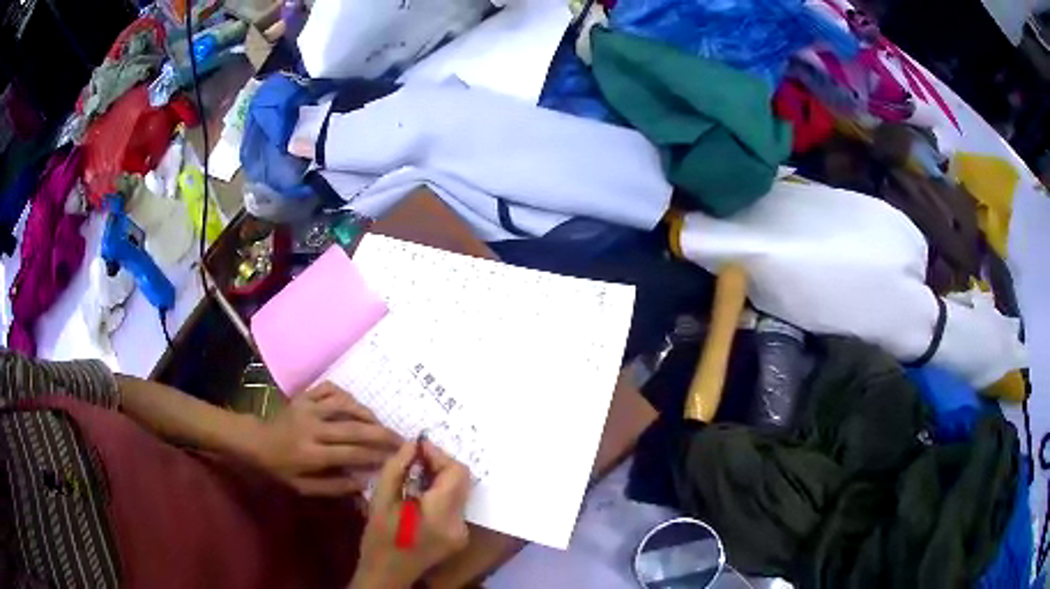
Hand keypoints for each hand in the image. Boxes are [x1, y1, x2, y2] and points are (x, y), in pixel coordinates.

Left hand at [248, 382, 400, 495]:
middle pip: (353, 428)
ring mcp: (308, 408)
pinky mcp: (304, 396)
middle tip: (401, 439)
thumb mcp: (303, 487)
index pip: (351, 454)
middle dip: (381, 434)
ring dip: (367, 413)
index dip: (376, 456)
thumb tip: (363, 484)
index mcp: (311, 453)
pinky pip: (330, 389)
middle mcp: (312, 428)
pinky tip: (354, 405)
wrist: (255, 441)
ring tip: (381, 423)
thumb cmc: (280, 468)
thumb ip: (333, 487)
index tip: (395, 458)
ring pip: (345, 404)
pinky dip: (346, 395)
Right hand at [352, 440, 470, 588]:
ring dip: (439, 478)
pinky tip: (418, 494)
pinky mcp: (459, 535)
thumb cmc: (378, 539)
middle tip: (413, 458)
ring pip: (459, 491)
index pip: (456, 473)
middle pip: (461, 481)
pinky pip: (454, 504)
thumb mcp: (380, 500)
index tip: (417, 447)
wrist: (387, 574)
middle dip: (439, 465)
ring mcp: (462, 531)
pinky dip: (440, 493)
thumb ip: (397, 469)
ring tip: (413, 474)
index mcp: (441, 515)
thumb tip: (413, 444)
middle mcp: (459, 523)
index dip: (439, 455)